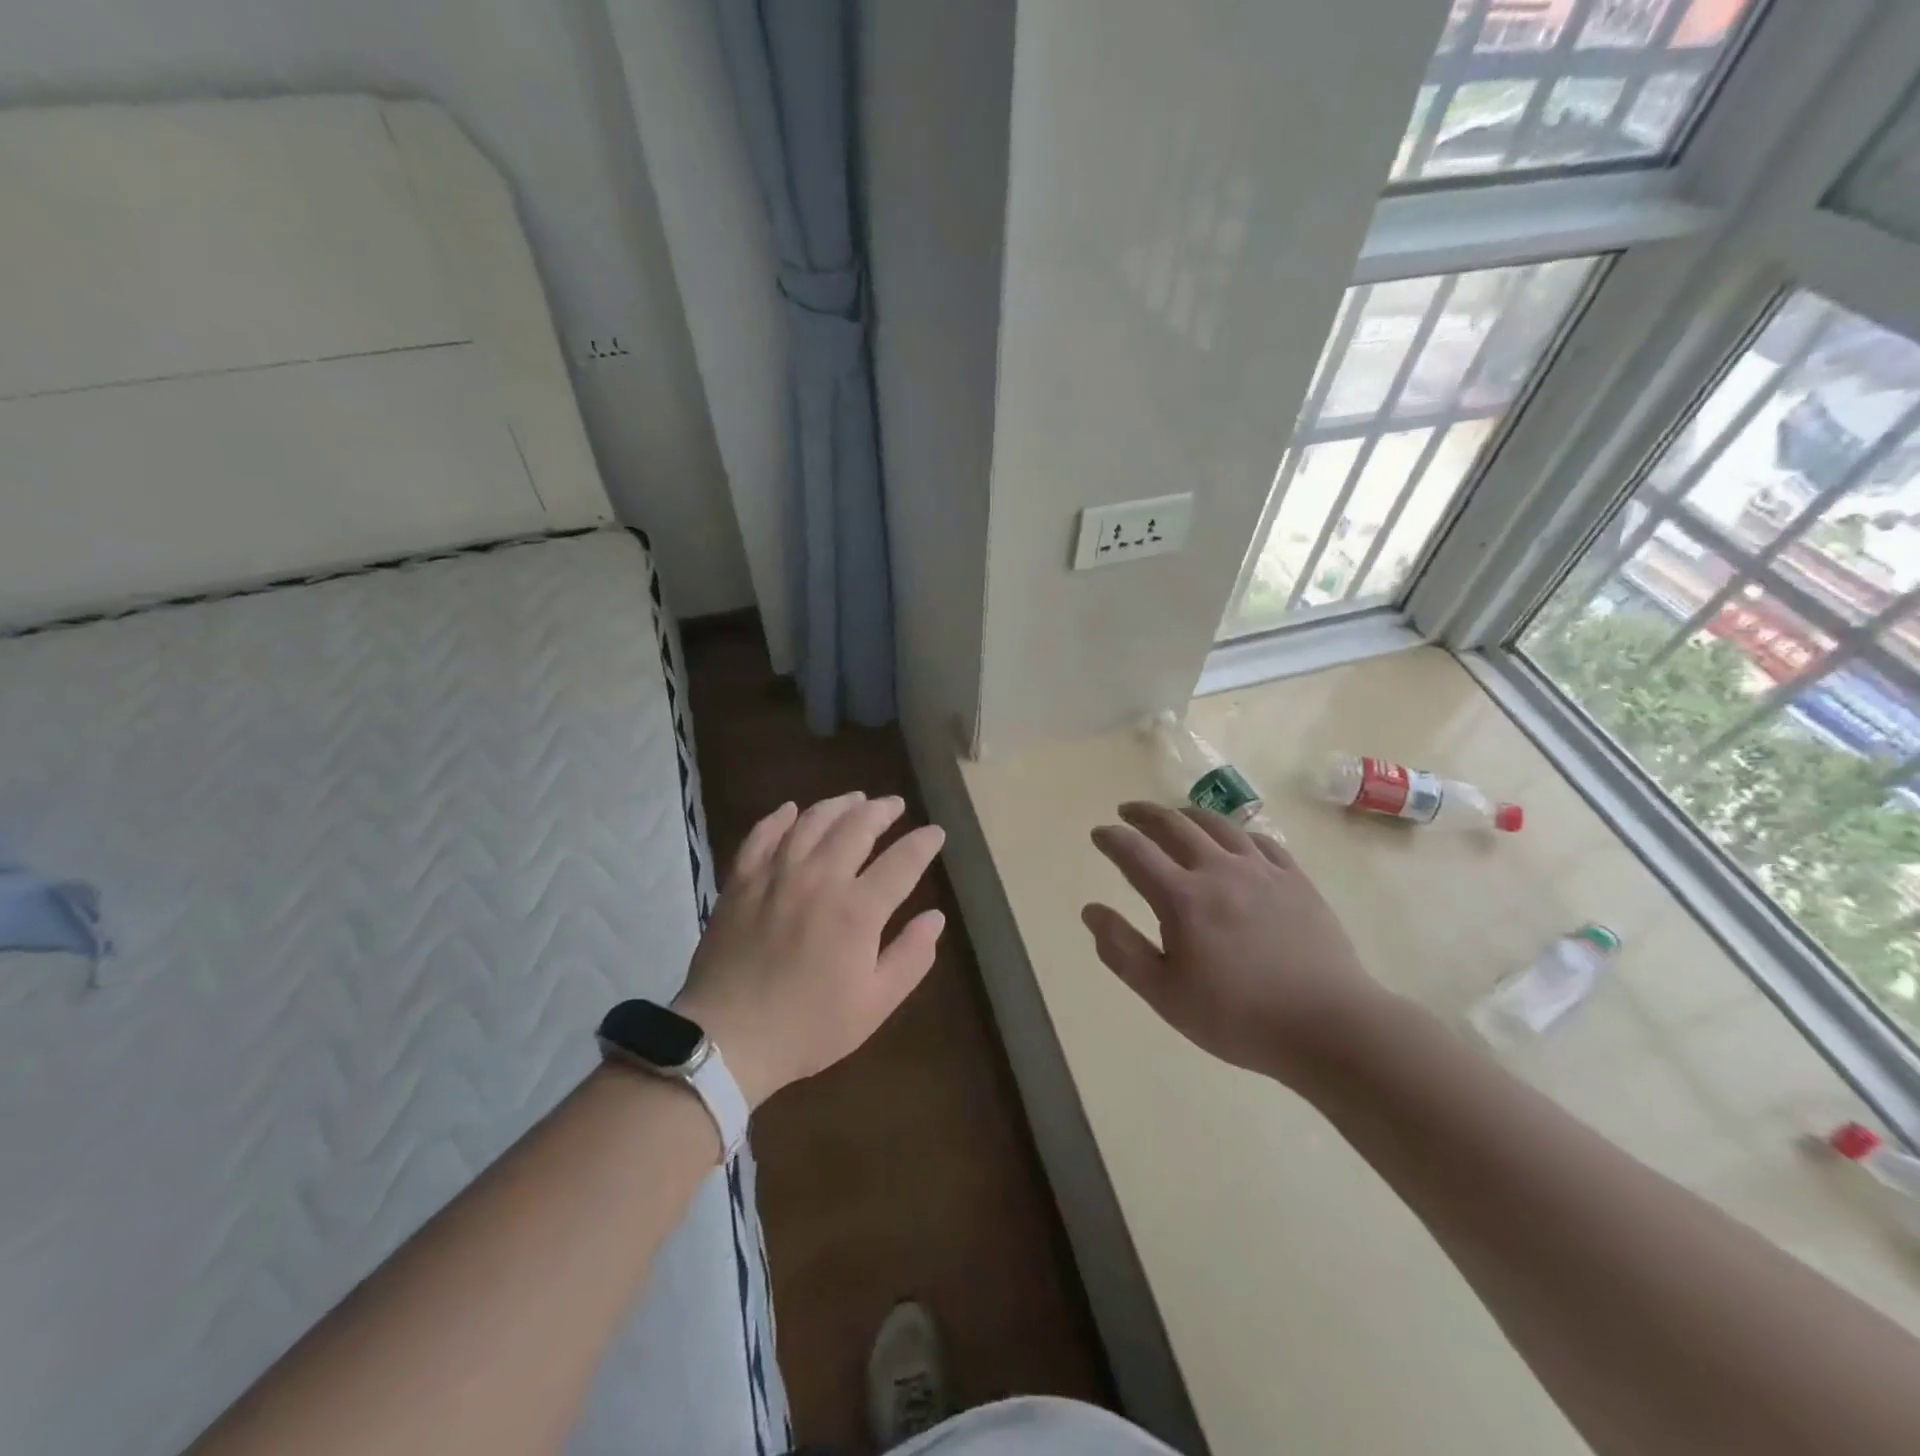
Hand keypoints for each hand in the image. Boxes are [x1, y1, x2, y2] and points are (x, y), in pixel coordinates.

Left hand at [674, 793, 946, 1108]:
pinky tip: (791, 810)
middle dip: (882, 810)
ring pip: (812, 821)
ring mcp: (776, 874)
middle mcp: (819, 878)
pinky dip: (779, 818)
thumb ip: (911, 956)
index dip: (923, 843)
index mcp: (857, 910)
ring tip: (855, 799)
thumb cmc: (808, 1027)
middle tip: (895, 805)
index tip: (936, 832)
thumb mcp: (874, 1004)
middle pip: (857, 826)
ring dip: (838, 805)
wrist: (727, 1038)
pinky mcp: (741, 880)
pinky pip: (762, 835)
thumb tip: (936, 917)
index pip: (902, 861)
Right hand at [1083, 802, 1390, 1083]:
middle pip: (1174, 825)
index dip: (1112, 838)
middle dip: (1144, 814)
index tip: (1098, 833)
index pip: (1135, 852)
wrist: (1328, 1025)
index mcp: (1182, 898)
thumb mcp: (1165, 995)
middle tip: (1128, 812)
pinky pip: (1260, 840)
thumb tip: (1091, 911)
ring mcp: (1261, 870)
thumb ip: (1122, 950)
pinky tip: (1233, 840)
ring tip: (1174, 816)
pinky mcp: (1295, 879)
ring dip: (1187, 814)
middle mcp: (1218, 870)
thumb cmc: (1237, 1017)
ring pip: (1218, 824)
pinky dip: (1235, 832)